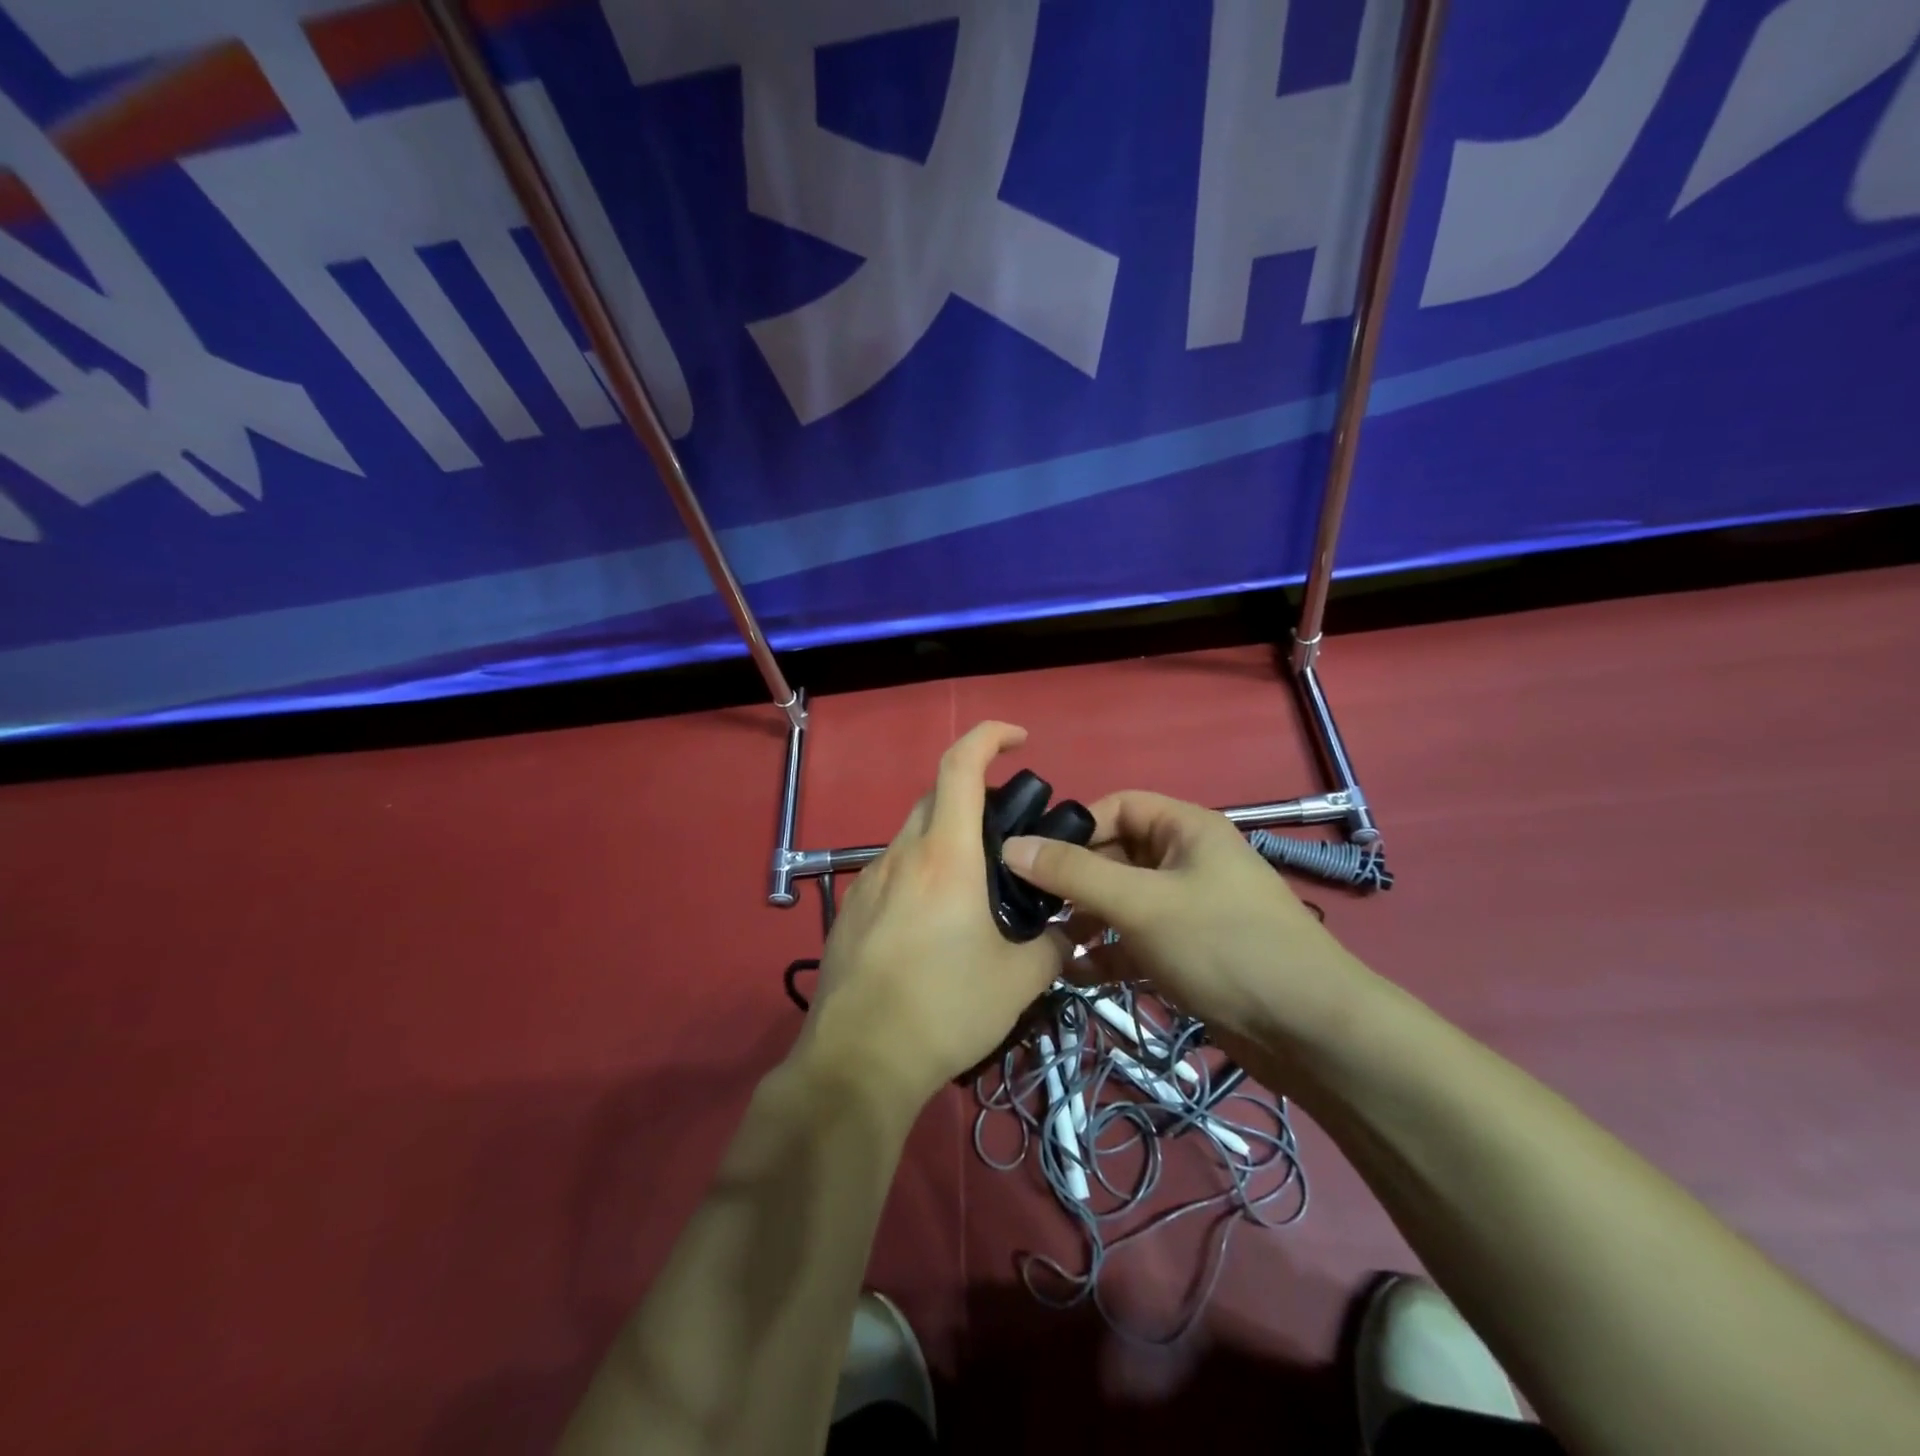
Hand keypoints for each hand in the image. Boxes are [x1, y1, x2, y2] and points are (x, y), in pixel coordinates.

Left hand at [800, 722, 1067, 1107]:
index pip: (960, 766)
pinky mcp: (849, 911)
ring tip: (975, 890)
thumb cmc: (945, 1009)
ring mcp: (868, 882)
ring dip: (946, 840)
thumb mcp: (1019, 980)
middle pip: (935, 796)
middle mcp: (901, 855)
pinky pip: (892, 872)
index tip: (1020, 738)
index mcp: (945, 856)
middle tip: (1008, 835)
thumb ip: (1055, 945)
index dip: (989, 736)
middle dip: (973, 796)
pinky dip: (920, 874)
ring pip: (912, 836)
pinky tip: (933, 926)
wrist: (859, 1062)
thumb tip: (1071, 931)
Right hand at [1001, 792, 1375, 1062]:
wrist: (1309, 1031)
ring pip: (1122, 902)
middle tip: (1026, 905)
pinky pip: (1136, 941)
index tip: (1032, 857)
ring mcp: (1189, 909)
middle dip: (1073, 880)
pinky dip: (1107, 953)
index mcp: (1185, 829)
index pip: (1117, 806)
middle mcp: (1186, 861)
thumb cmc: (1222, 944)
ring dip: (1085, 920)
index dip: (1075, 827)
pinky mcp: (1190, 953)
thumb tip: (1010, 846)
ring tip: (1042, 942)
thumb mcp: (1140, 903)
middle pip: (1116, 856)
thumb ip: (1073, 874)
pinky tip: (1073, 975)